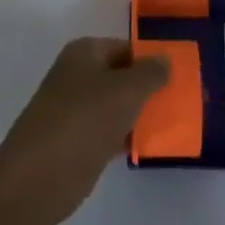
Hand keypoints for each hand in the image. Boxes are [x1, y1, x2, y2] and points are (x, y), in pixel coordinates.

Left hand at [0, 38, 168, 224]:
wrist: (39, 176)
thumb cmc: (84, 120)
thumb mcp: (125, 90)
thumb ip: (150, 73)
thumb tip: (165, 58)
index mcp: (84, 53)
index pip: (127, 48)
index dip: (153, 60)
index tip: (183, 76)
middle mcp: (77, 76)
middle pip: (122, 77)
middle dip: (150, 88)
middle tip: (184, 101)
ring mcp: (75, 110)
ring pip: (117, 106)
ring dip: (142, 114)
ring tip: (177, 123)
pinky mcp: (78, 141)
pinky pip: (111, 131)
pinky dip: (129, 136)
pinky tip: (152, 145)